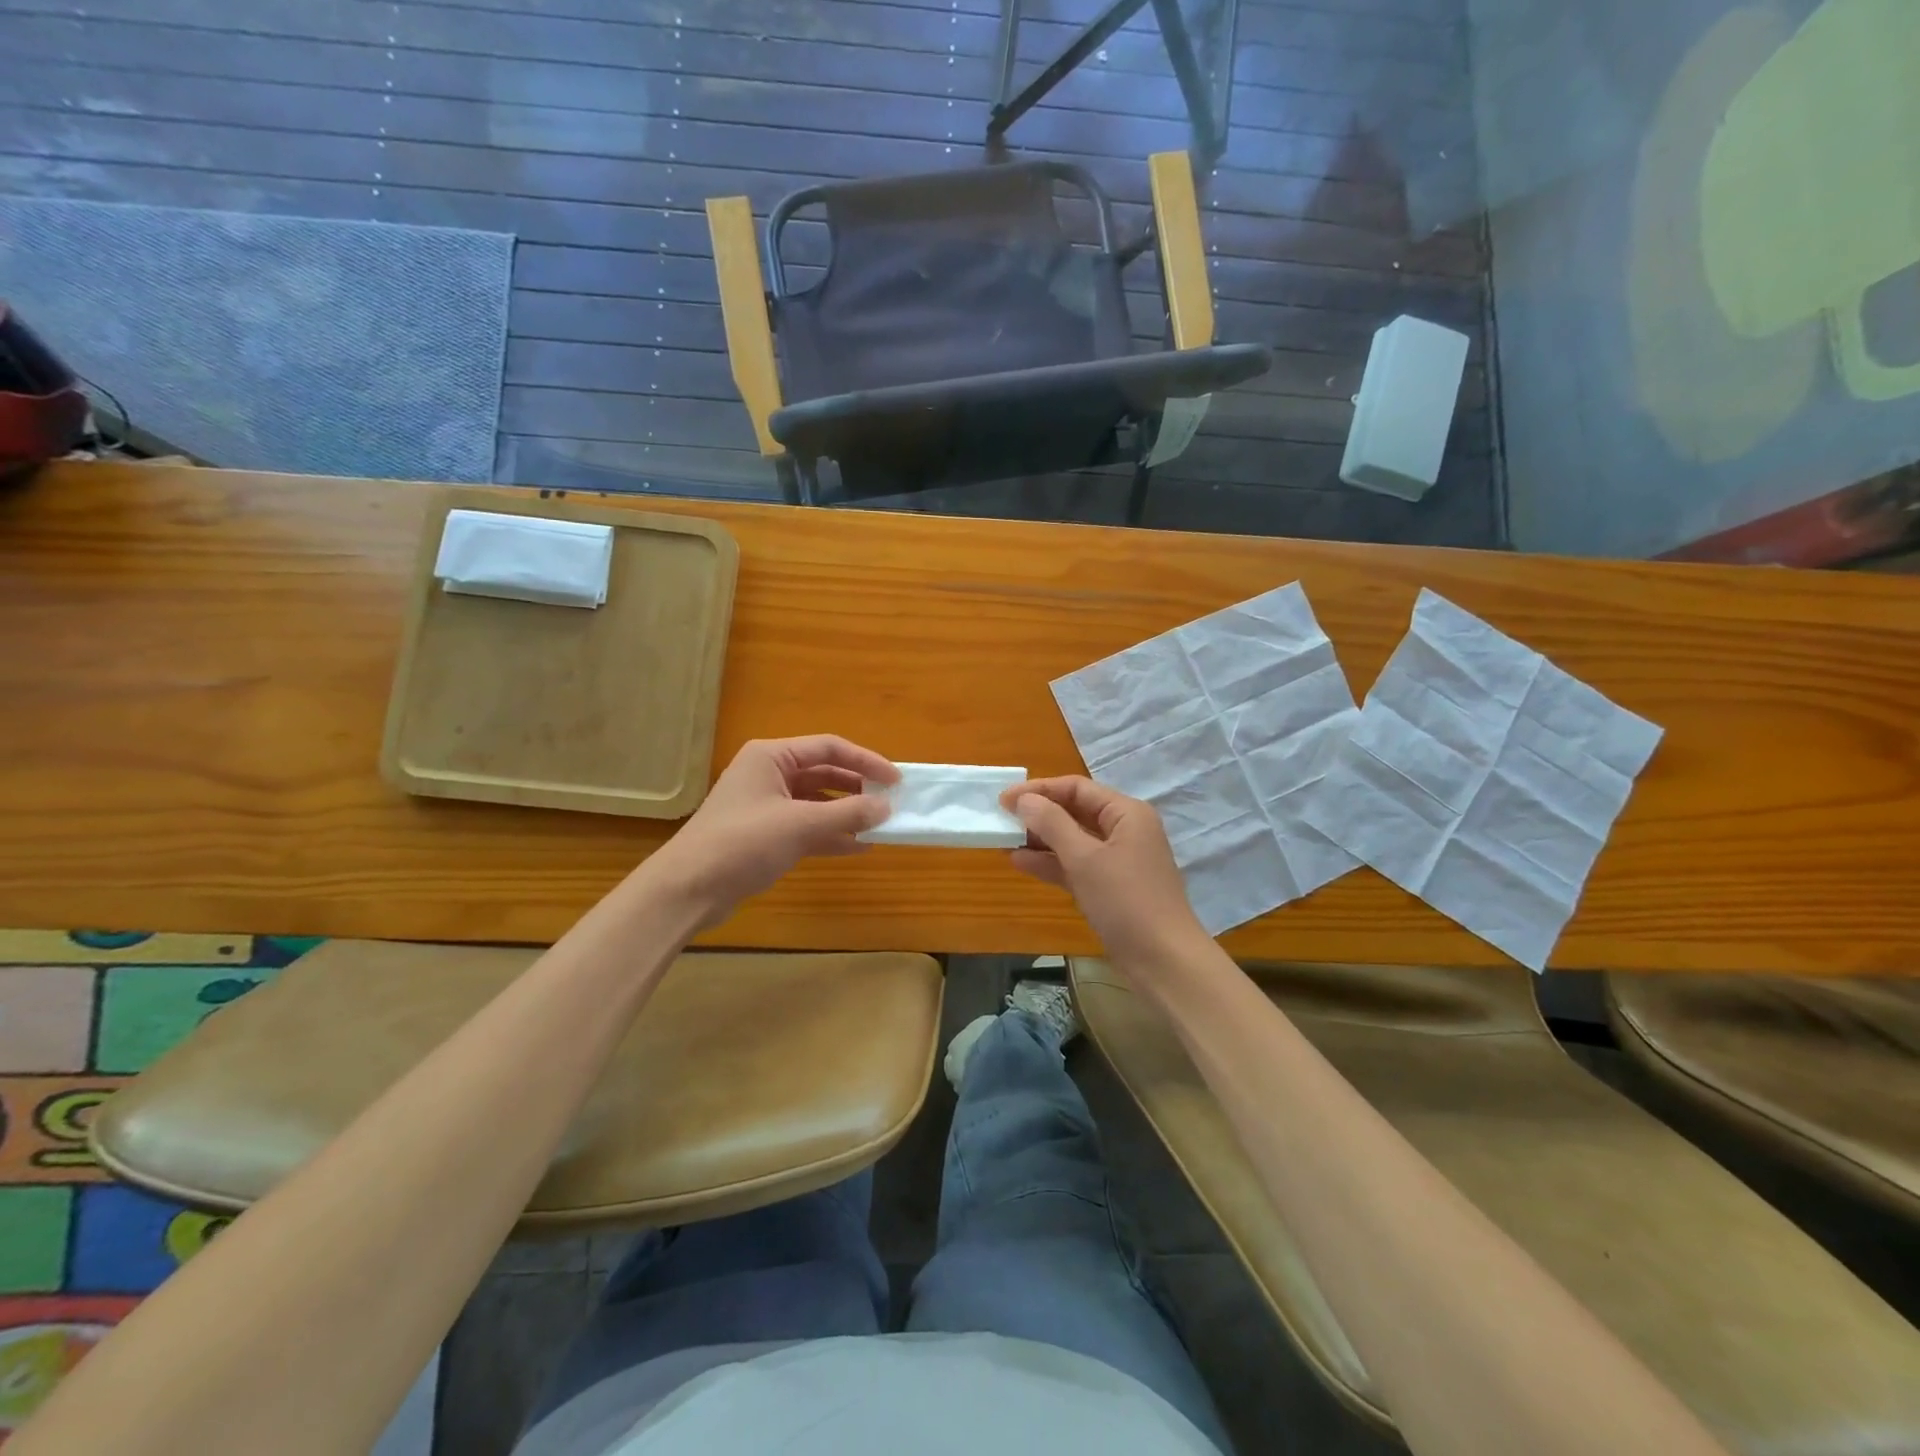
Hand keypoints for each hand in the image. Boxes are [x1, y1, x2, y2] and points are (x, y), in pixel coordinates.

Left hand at [652, 736, 897, 923]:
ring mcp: (766, 805)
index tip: (895, 780)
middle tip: (890, 803)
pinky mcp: (765, 834)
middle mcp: (769, 774)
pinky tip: (858, 847)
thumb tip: (886, 808)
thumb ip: (847, 814)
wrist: (688, 889)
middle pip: (824, 773)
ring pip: (817, 802)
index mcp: (772, 757)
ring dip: (847, 813)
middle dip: (858, 788)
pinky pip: (807, 826)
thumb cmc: (742, 843)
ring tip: (880, 826)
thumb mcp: (800, 825)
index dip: (866, 761)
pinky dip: (831, 834)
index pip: (829, 748)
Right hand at [1000, 776, 1207, 963]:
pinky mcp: (1110, 886)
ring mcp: (1118, 860)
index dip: (1039, 790)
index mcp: (1126, 813)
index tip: (1004, 799)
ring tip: (1004, 840)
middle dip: (1038, 814)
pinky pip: (1076, 865)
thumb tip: (1024, 799)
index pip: (1076, 788)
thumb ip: (1052, 824)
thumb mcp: (1085, 859)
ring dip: (1040, 839)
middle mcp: (1124, 830)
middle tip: (1001, 819)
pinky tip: (1021, 862)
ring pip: (1073, 840)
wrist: (1163, 961)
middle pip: (1075, 811)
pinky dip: (1051, 863)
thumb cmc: (1126, 901)